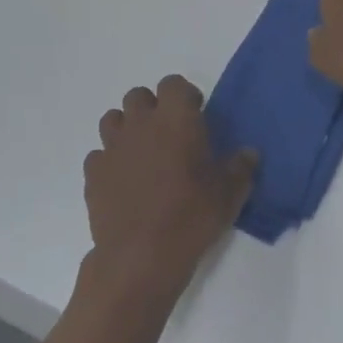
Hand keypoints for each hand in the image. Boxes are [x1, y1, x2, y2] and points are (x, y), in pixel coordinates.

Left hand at [85, 75, 256, 303]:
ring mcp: (112, 148)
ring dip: (127, 129)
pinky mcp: (93, 175)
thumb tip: (249, 153)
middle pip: (138, 95)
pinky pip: (98, 155)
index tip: (196, 116)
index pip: (173, 83)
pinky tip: (122, 182)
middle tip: (168, 135)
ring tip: (142, 154)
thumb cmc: (191, 216)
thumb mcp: (229, 194)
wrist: (141, 258)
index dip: (184, 96)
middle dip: (152, 108)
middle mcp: (140, 124)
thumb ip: (241, 168)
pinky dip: (109, 161)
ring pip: (112, 119)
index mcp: (176, 118)